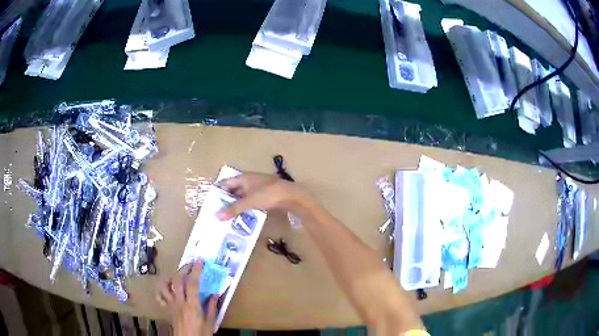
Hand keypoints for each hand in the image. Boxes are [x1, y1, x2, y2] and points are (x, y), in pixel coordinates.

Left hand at [157, 261, 217, 335]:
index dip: (195, 270)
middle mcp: (179, 302)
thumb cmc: (201, 334)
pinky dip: (162, 290)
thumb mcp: (210, 322)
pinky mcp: (167, 309)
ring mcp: (171, 305)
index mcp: (192, 305)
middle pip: (177, 280)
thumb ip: (211, 307)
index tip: (200, 261)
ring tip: (177, 273)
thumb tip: (216, 294)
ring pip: (165, 286)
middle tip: (191, 263)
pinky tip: (167, 288)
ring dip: (170, 276)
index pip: (192, 283)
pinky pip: (160, 297)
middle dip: (184, 268)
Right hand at [217, 173, 312, 219]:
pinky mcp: (266, 195)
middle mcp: (250, 180)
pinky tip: (242, 216)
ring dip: (236, 205)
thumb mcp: (249, 202)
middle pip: (234, 189)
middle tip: (218, 212)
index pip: (226, 182)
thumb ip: (233, 209)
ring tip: (228, 217)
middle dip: (226, 200)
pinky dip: (246, 207)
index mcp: (244, 177)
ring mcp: (258, 188)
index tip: (211, 202)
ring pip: (243, 196)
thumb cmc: (268, 195)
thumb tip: (217, 216)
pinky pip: (251, 201)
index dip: (218, 191)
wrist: (291, 196)